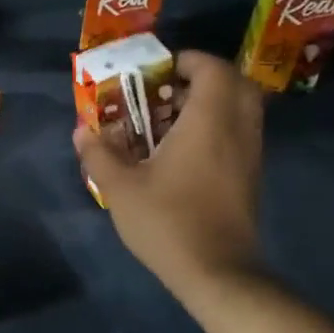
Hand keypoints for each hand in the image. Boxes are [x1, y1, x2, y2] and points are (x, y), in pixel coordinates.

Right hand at [73, 50, 265, 294]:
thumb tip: (82, 130)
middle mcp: (237, 130)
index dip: (187, 61)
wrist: (216, 272)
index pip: (212, 69)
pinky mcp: (251, 176)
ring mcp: (250, 154)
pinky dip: (218, 127)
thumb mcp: (120, 188)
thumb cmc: (167, 221)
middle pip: (236, 83)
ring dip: (212, 103)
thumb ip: (99, 153)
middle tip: (168, 91)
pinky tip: (185, 151)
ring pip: (242, 109)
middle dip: (204, 78)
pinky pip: (240, 133)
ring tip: (171, 120)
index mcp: (208, 122)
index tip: (158, 71)